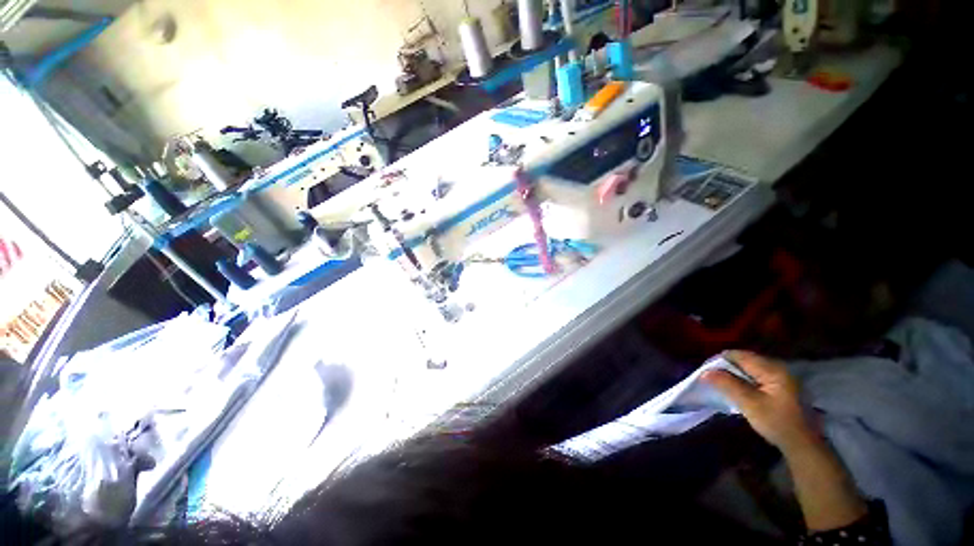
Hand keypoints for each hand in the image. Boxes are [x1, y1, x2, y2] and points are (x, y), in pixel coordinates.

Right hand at [703, 351, 817, 453]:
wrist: (802, 444)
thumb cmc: (777, 422)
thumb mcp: (749, 404)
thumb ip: (727, 384)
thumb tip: (704, 372)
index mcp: (772, 369)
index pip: (739, 355)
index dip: (720, 361)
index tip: (707, 371)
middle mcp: (778, 368)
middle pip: (745, 360)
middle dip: (727, 367)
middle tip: (712, 378)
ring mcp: (781, 377)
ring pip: (750, 368)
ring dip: (735, 374)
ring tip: (722, 384)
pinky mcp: (781, 386)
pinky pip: (757, 376)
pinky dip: (744, 380)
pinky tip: (739, 391)